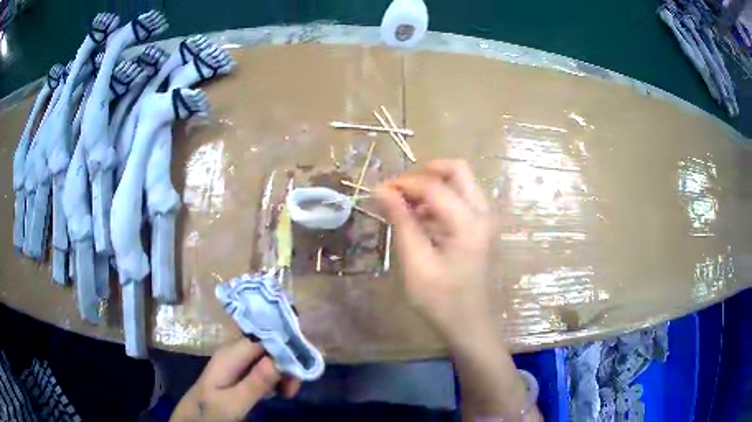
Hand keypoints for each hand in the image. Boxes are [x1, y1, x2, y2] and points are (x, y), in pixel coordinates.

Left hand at [171, 338, 300, 421]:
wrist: (193, 420)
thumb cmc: (210, 412)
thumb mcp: (233, 402)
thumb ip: (255, 382)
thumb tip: (279, 359)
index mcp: (230, 355)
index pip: (263, 338)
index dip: (284, 349)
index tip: (299, 369)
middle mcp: (234, 353)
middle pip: (267, 348)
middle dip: (285, 363)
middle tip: (294, 389)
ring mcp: (236, 364)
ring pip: (266, 359)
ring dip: (282, 373)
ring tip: (288, 394)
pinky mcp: (238, 374)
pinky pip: (262, 369)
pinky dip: (274, 379)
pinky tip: (279, 392)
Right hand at [375, 159, 495, 345]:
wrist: (470, 325)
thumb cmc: (441, 301)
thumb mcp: (416, 263)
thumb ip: (401, 222)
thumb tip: (382, 190)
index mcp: (469, 222)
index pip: (433, 185)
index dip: (403, 183)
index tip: (378, 191)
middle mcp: (483, 212)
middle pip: (457, 170)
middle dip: (425, 173)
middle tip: (400, 191)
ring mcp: (486, 219)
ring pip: (460, 182)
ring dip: (431, 187)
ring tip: (404, 207)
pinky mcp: (481, 228)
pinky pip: (461, 199)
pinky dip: (439, 201)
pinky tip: (419, 221)